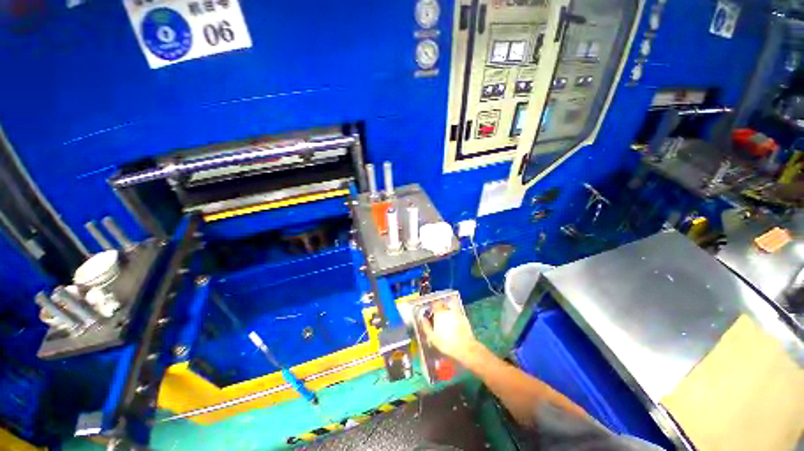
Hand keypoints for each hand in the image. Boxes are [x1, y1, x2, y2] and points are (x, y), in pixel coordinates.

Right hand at [421, 303, 480, 364]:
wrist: (465, 348)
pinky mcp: (465, 319)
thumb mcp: (432, 337)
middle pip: (443, 306)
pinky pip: (457, 315)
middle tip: (438, 318)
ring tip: (446, 324)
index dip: (433, 307)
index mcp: (440, 313)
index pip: (435, 304)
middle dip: (440, 310)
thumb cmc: (446, 343)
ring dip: (447, 314)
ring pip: (450, 310)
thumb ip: (426, 326)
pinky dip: (454, 319)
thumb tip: (423, 319)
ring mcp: (458, 314)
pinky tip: (454, 328)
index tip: (431, 312)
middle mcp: (449, 310)